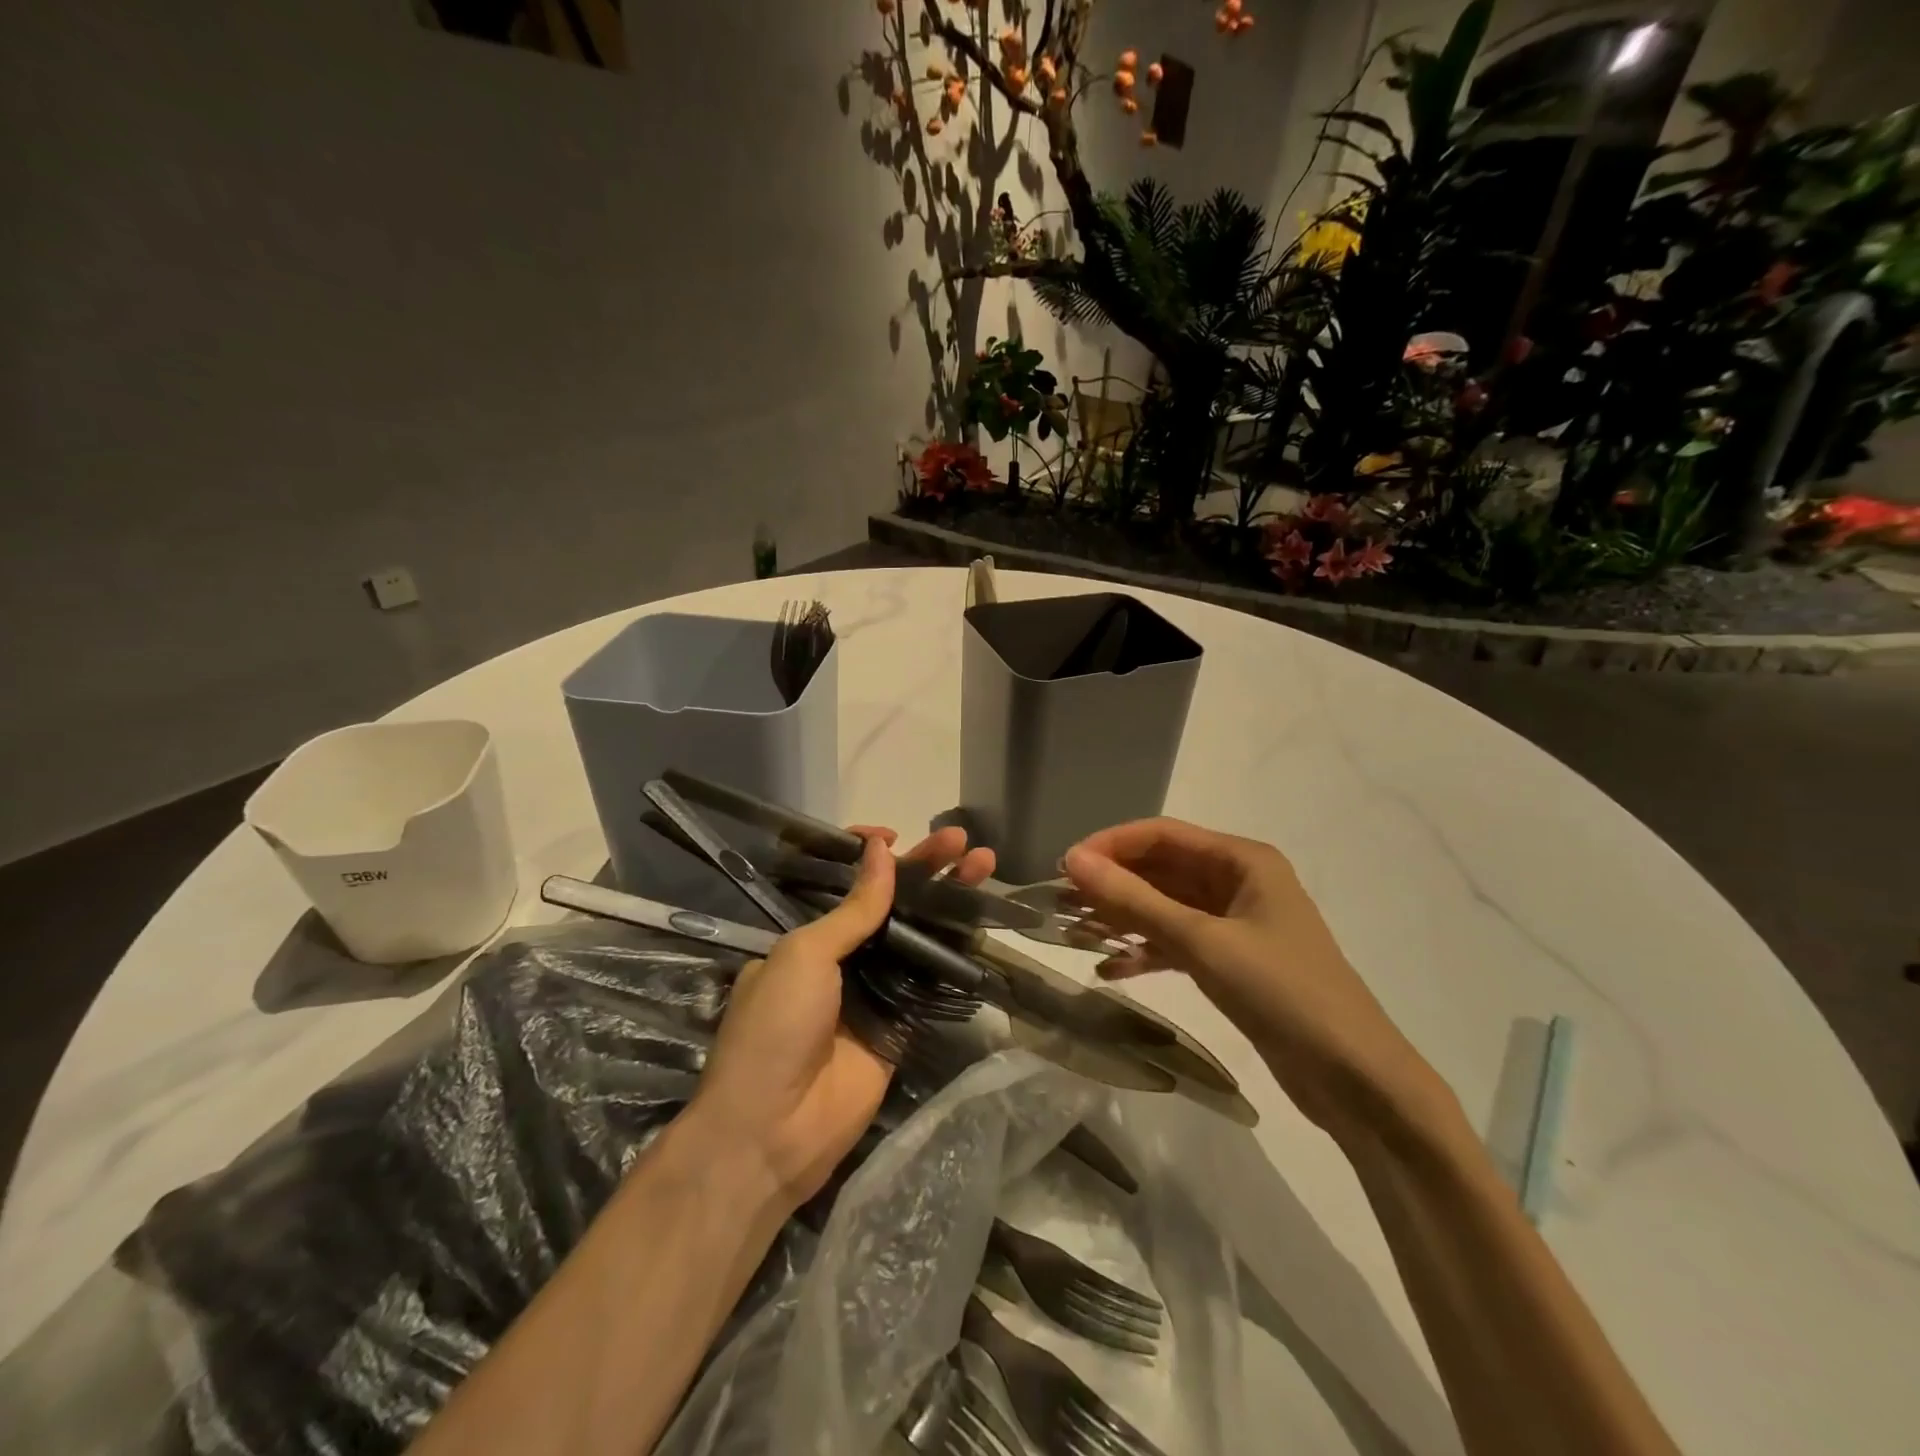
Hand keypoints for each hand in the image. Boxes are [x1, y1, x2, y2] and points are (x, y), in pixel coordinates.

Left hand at [690, 826, 994, 1210]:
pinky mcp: (902, 1023)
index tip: (897, 835)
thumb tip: (880, 850)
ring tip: (984, 865)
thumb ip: (853, 909)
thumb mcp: (805, 955)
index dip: (873, 857)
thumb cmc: (776, 1027)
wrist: (773, 1130)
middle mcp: (844, 957)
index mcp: (809, 936)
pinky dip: (956, 949)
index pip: (848, 883)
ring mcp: (875, 989)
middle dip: (927, 868)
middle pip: (893, 902)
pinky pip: (932, 979)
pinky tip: (982, 918)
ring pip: (919, 934)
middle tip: (964, 841)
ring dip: (949, 901)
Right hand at [1063, 818, 1443, 1135]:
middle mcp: (1238, 881)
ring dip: (1123, 919)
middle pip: (1161, 870)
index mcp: (1242, 860)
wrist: (1355, 1079)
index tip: (1064, 868)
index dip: (1110, 845)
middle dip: (1113, 884)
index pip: (1162, 835)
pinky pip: (1177, 943)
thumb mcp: (1202, 942)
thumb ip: (1134, 900)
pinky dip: (1145, 952)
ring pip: (1165, 907)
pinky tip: (1109, 971)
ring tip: (1076, 936)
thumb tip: (1073, 861)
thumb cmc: (1282, 993)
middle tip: (1061, 905)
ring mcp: (1236, 923)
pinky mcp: (1233, 962)